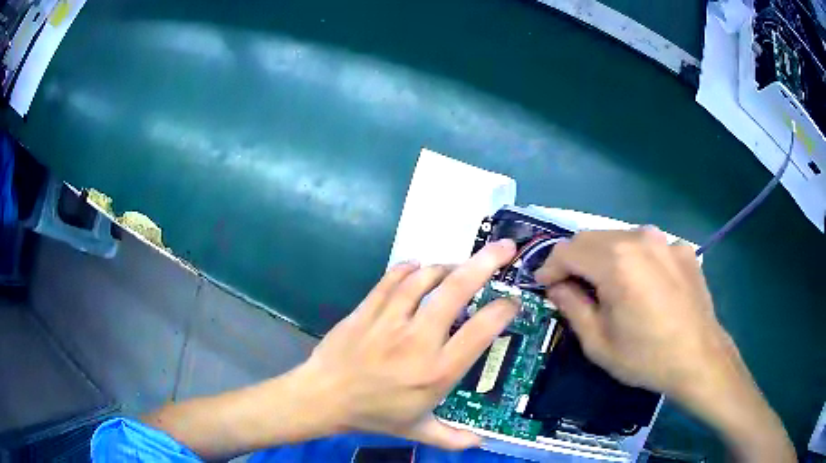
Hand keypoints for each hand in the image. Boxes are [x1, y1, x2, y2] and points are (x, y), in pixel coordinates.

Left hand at [297, 240, 518, 449]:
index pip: (482, 330)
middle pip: (457, 289)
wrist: (323, 398)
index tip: (513, 302)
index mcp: (437, 371)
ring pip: (425, 277)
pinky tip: (418, 267)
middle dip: (486, 263)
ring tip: (459, 266)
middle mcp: (418, 339)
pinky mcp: (367, 309)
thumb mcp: (417, 431)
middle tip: (505, 248)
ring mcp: (390, 320)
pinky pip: (392, 278)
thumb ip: (453, 438)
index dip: (504, 309)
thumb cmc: (374, 415)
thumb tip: (481, 443)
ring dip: (447, 266)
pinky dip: (409, 268)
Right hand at [535, 228, 728, 398]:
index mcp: (617, 261)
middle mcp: (640, 238)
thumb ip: (572, 306)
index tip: (545, 285)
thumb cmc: (645, 357)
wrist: (699, 359)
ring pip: (620, 239)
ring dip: (605, 258)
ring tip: (608, 287)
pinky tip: (644, 287)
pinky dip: (635, 261)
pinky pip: (648, 247)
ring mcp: (665, 240)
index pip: (568, 249)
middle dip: (575, 261)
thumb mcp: (598, 342)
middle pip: (592, 238)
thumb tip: (558, 286)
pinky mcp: (681, 248)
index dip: (550, 266)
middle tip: (572, 288)